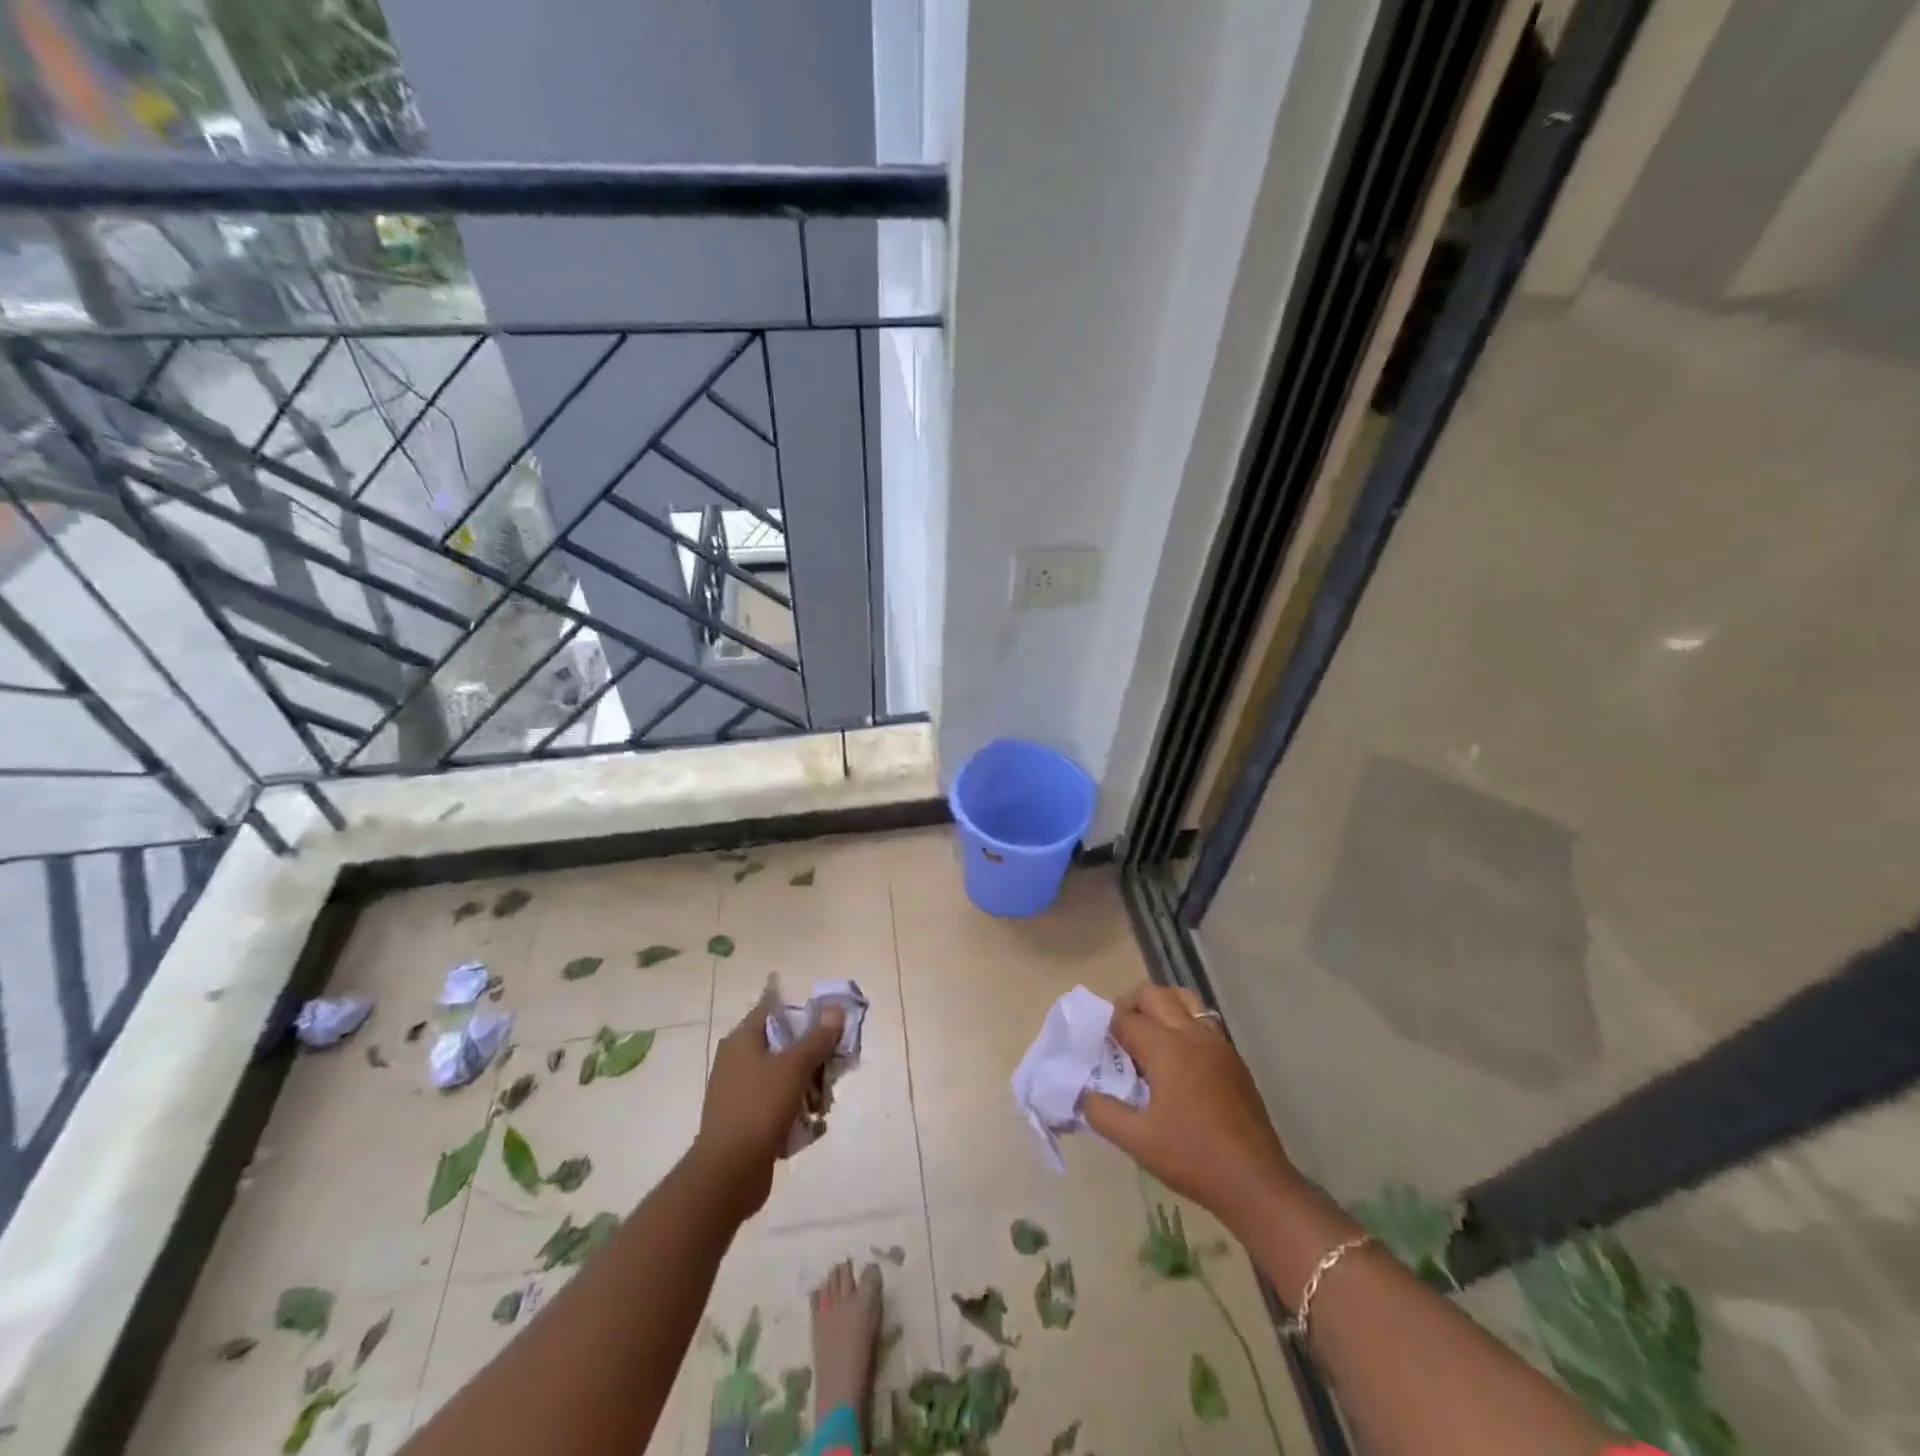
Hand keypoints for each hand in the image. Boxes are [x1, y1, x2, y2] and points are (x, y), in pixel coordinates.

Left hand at [692, 986, 845, 1222]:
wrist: (728, 1173)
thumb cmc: (759, 1107)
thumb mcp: (794, 1067)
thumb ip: (817, 1038)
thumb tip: (835, 1008)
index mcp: (741, 1040)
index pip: (771, 1008)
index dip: (800, 1008)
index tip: (827, 1016)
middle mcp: (736, 1060)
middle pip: (781, 1042)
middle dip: (811, 1051)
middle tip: (835, 1061)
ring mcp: (739, 1091)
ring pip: (782, 1074)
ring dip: (806, 1083)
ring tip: (826, 1098)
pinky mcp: (745, 1118)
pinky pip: (776, 1101)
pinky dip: (794, 1106)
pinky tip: (812, 1121)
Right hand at [1082, 983, 1297, 1236]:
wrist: (1255, 1183)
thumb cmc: (1192, 1157)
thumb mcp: (1136, 1140)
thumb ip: (1102, 1112)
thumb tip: (1085, 1093)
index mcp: (1167, 1048)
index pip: (1127, 1019)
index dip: (1108, 1029)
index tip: (1098, 1048)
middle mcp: (1192, 1034)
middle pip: (1155, 995)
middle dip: (1131, 1005)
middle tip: (1117, 1033)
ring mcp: (1218, 1044)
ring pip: (1185, 1000)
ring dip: (1160, 1007)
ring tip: (1147, 1036)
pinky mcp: (1234, 1059)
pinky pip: (1203, 1022)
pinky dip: (1183, 1023)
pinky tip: (1176, 1059)